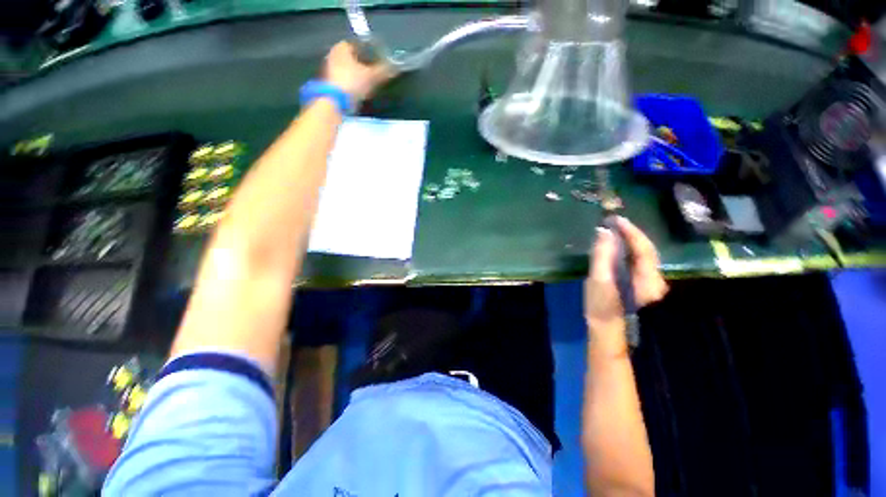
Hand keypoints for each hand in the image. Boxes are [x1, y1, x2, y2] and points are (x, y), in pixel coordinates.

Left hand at [323, 41, 393, 103]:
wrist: (335, 102)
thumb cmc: (353, 82)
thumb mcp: (372, 76)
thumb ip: (384, 71)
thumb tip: (396, 67)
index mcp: (342, 47)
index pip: (359, 44)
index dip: (370, 51)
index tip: (379, 59)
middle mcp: (333, 54)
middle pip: (353, 57)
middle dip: (364, 64)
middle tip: (376, 71)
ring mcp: (330, 69)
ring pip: (348, 69)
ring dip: (358, 75)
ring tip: (370, 83)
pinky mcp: (330, 83)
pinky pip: (345, 80)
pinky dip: (353, 84)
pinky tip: (361, 91)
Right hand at [584, 217, 667, 356]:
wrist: (605, 327)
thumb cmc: (601, 305)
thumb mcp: (598, 280)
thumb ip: (602, 255)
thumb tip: (604, 232)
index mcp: (648, 279)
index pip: (643, 248)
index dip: (630, 231)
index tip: (615, 219)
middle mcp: (655, 278)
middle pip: (646, 249)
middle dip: (631, 234)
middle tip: (613, 222)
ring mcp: (650, 281)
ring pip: (643, 254)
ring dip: (630, 240)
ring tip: (614, 230)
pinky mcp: (642, 282)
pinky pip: (638, 260)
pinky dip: (628, 249)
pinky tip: (617, 245)